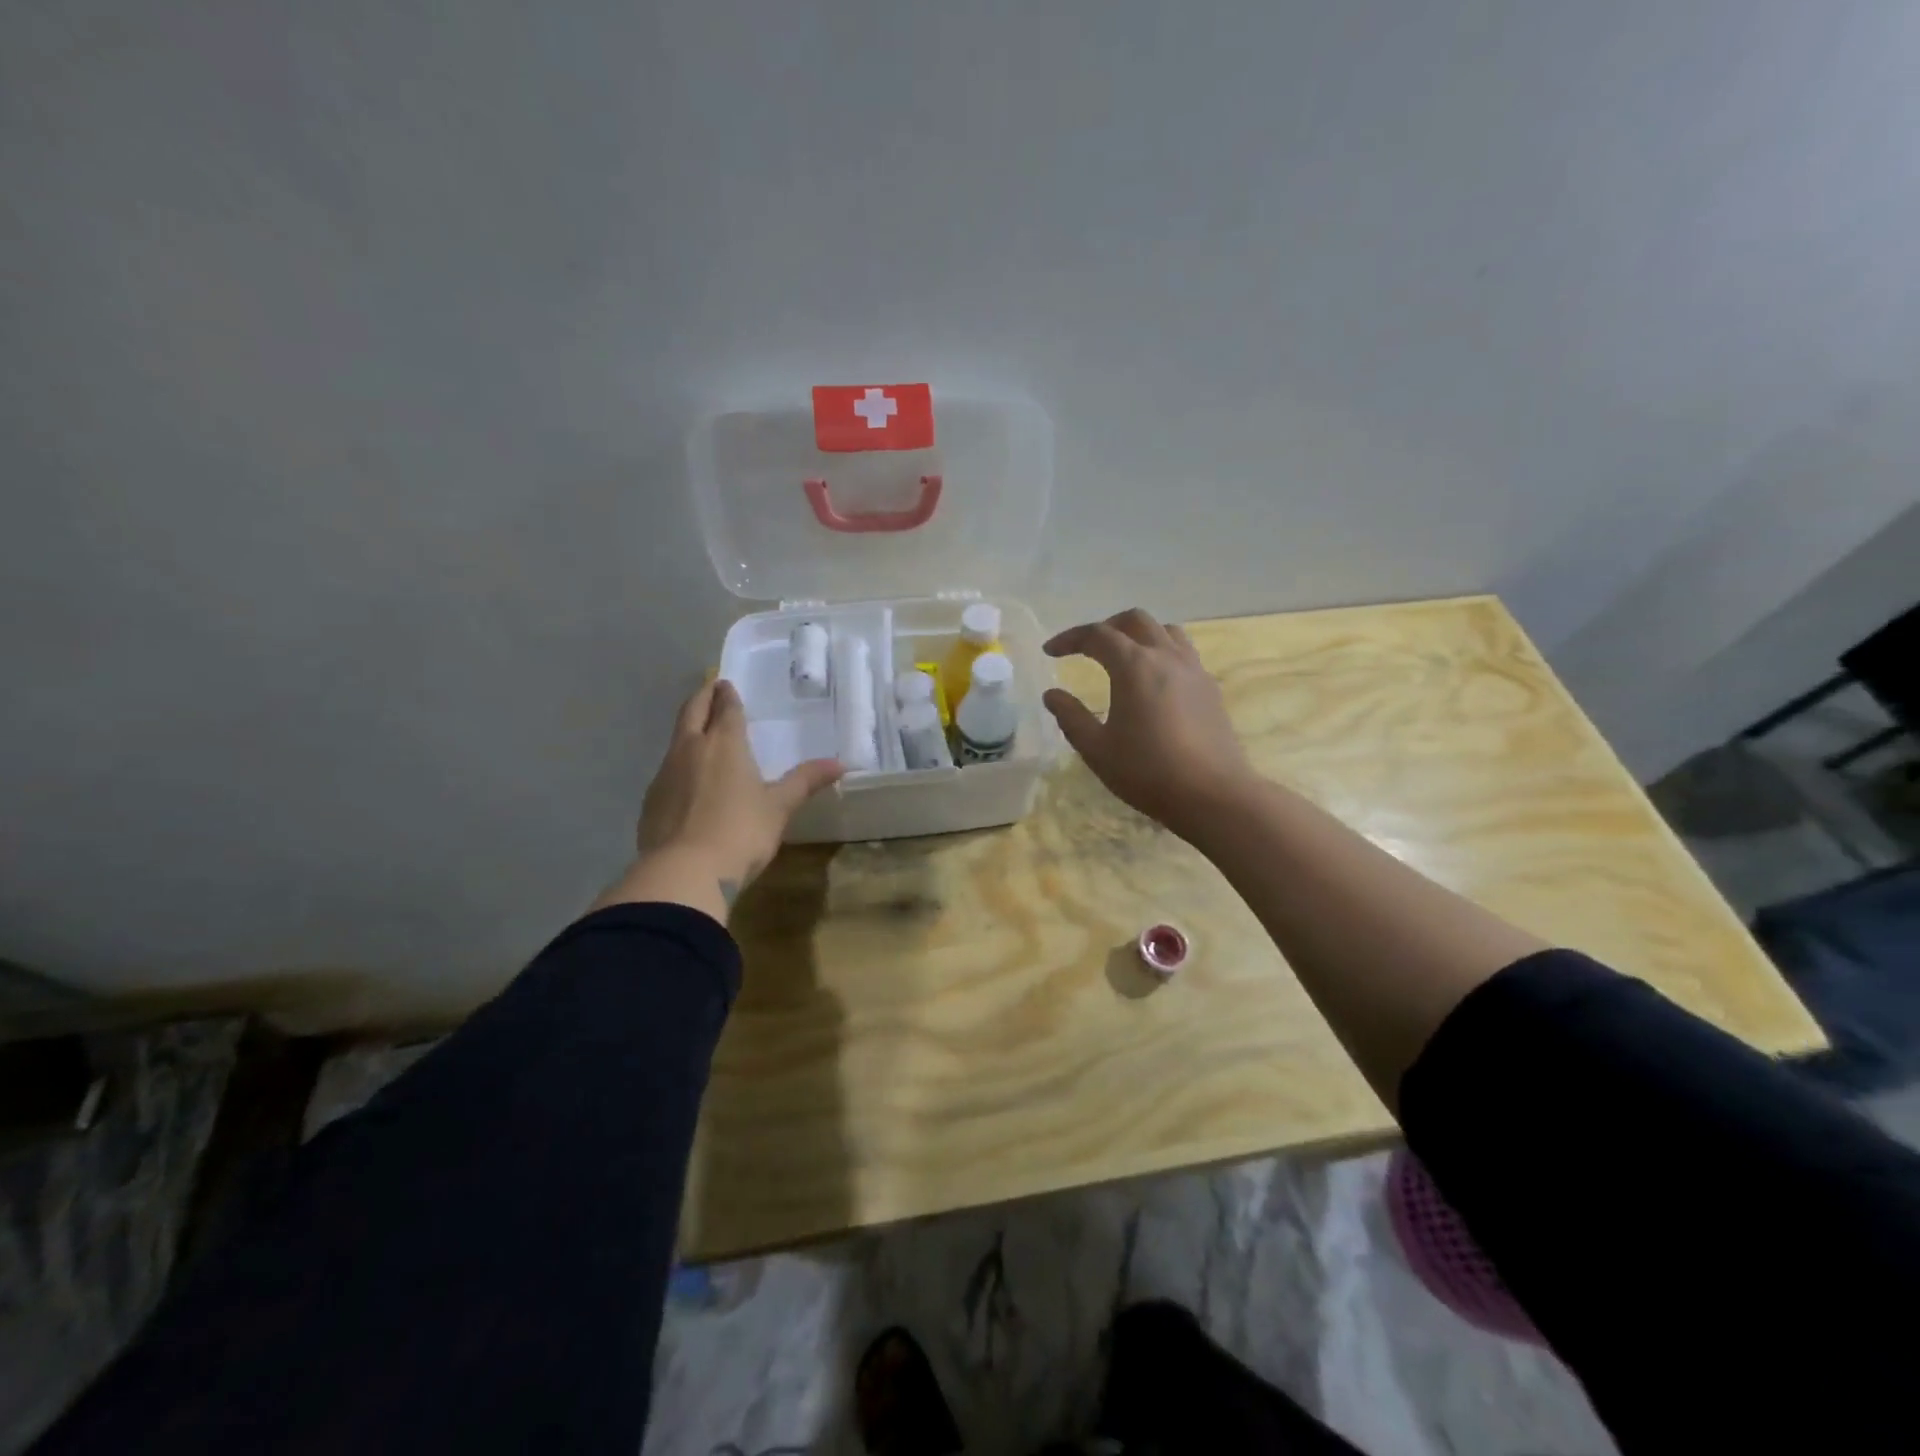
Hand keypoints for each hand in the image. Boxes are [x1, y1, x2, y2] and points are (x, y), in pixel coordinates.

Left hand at [600, 678, 841, 920]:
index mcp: (724, 744)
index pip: (726, 709)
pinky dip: (678, 765)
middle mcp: (690, 749)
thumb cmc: (741, 832)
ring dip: (688, 730)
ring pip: (676, 740)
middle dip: (702, 697)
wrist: (684, 872)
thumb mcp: (779, 807)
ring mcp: (665, 774)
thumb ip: (806, 781)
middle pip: (692, 712)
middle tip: (710, 688)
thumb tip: (841, 763)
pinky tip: (686, 780)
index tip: (726, 684)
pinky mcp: (650, 801)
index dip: (727, 695)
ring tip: (699, 732)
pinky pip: (666, 771)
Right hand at [1042, 608, 1253, 839]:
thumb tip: (1052, 695)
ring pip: (1165, 631)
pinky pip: (1183, 653)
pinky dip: (1161, 653)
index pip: (1097, 635)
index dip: (1069, 638)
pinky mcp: (1210, 688)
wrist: (1213, 795)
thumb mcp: (1097, 749)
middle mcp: (1166, 656)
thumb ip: (1071, 716)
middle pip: (1135, 620)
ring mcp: (1194, 670)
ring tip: (1123, 658)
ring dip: (1139, 635)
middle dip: (1106, 627)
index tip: (1050, 652)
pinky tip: (1154, 682)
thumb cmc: (1147, 772)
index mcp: (1134, 666)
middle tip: (1086, 649)